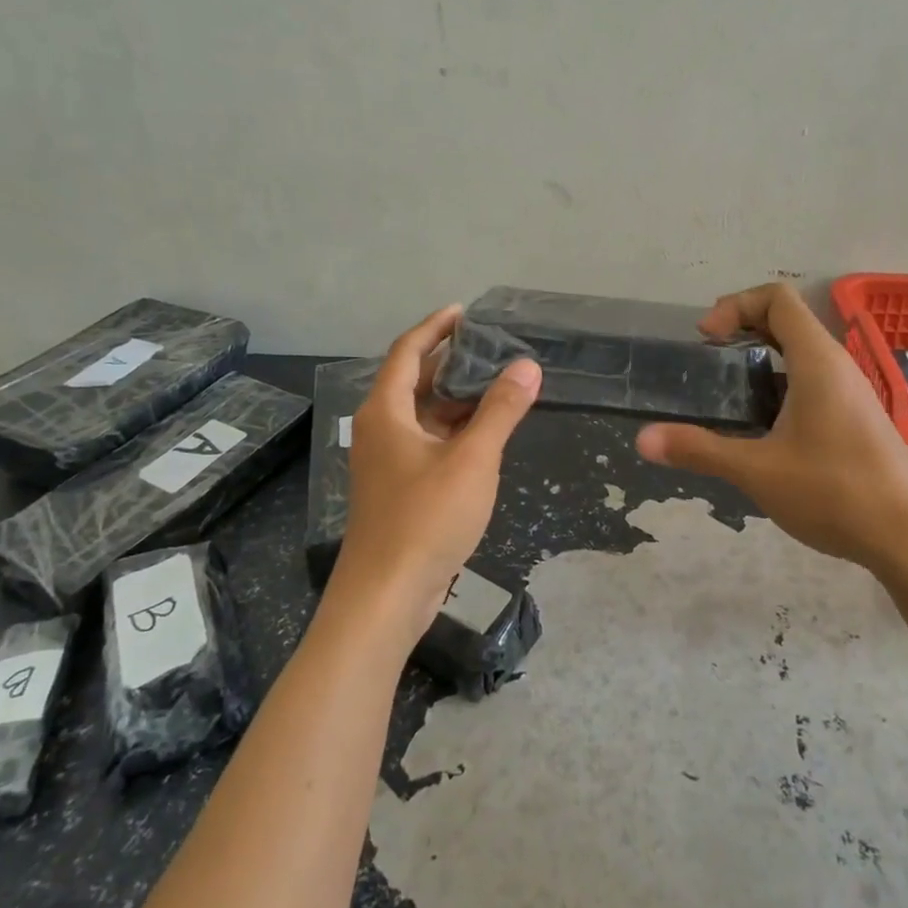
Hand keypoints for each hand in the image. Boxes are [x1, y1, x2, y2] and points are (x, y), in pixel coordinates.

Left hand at [331, 306, 542, 641]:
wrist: (387, 595)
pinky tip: (486, 432)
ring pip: (423, 414)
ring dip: (456, 397)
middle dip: (451, 361)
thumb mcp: (471, 459)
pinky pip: (428, 441)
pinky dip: (454, 429)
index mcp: (386, 411)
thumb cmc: (425, 518)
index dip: (436, 327)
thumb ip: (500, 410)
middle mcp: (380, 428)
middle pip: (414, 380)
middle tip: (493, 347)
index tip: (466, 312)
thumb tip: (527, 366)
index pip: (408, 351)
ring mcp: (388, 460)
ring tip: (498, 382)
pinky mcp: (399, 487)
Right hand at [636, 283, 907, 574]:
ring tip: (730, 391)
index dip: (736, 305)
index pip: (777, 299)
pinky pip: (815, 380)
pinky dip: (782, 383)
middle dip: (744, 327)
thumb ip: (700, 449)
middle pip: (789, 320)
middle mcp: (838, 366)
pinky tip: (765, 426)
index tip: (707, 340)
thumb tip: (643, 439)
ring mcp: (853, 392)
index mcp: (817, 361)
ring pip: (803, 352)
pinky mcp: (858, 418)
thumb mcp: (757, 471)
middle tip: (709, 356)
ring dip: (762, 357)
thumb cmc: (835, 494)